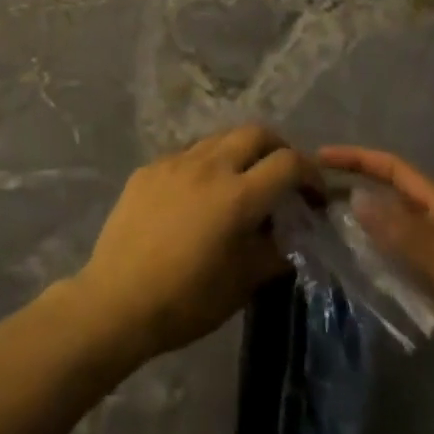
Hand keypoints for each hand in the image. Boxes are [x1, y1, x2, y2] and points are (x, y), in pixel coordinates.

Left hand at [71, 125, 315, 364]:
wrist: (117, 299)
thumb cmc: (186, 301)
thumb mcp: (241, 284)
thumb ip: (274, 252)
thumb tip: (294, 235)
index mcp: (237, 195)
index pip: (287, 163)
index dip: (310, 173)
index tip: (316, 194)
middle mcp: (209, 165)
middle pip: (255, 133)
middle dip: (278, 148)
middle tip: (284, 176)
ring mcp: (176, 161)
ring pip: (220, 137)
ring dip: (241, 151)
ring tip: (243, 181)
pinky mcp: (150, 167)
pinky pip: (188, 153)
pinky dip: (207, 164)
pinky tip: (200, 194)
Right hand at [319, 145, 433, 433]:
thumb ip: (408, 236)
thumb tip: (356, 198)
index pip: (396, 171)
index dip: (360, 158)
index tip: (321, 157)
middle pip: (388, 199)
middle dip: (352, 188)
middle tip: (309, 194)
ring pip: (387, 235)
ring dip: (357, 228)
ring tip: (317, 229)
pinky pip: (395, 271)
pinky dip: (370, 266)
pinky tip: (347, 274)